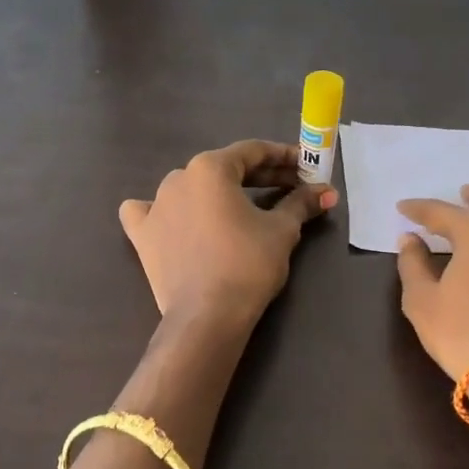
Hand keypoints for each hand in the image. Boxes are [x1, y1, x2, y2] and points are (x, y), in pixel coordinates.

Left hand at [120, 139, 337, 325]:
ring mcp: (155, 205)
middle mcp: (178, 177)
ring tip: (243, 208)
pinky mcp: (142, 235)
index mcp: (210, 168)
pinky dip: (165, 212)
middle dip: (260, 176)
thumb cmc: (248, 264)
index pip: (253, 152)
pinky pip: (149, 212)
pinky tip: (174, 219)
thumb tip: (326, 191)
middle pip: (224, 169)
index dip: (285, 157)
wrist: (207, 316)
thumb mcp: (282, 230)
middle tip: (291, 188)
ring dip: (218, 193)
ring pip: (191, 188)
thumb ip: (301, 203)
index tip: (306, 166)